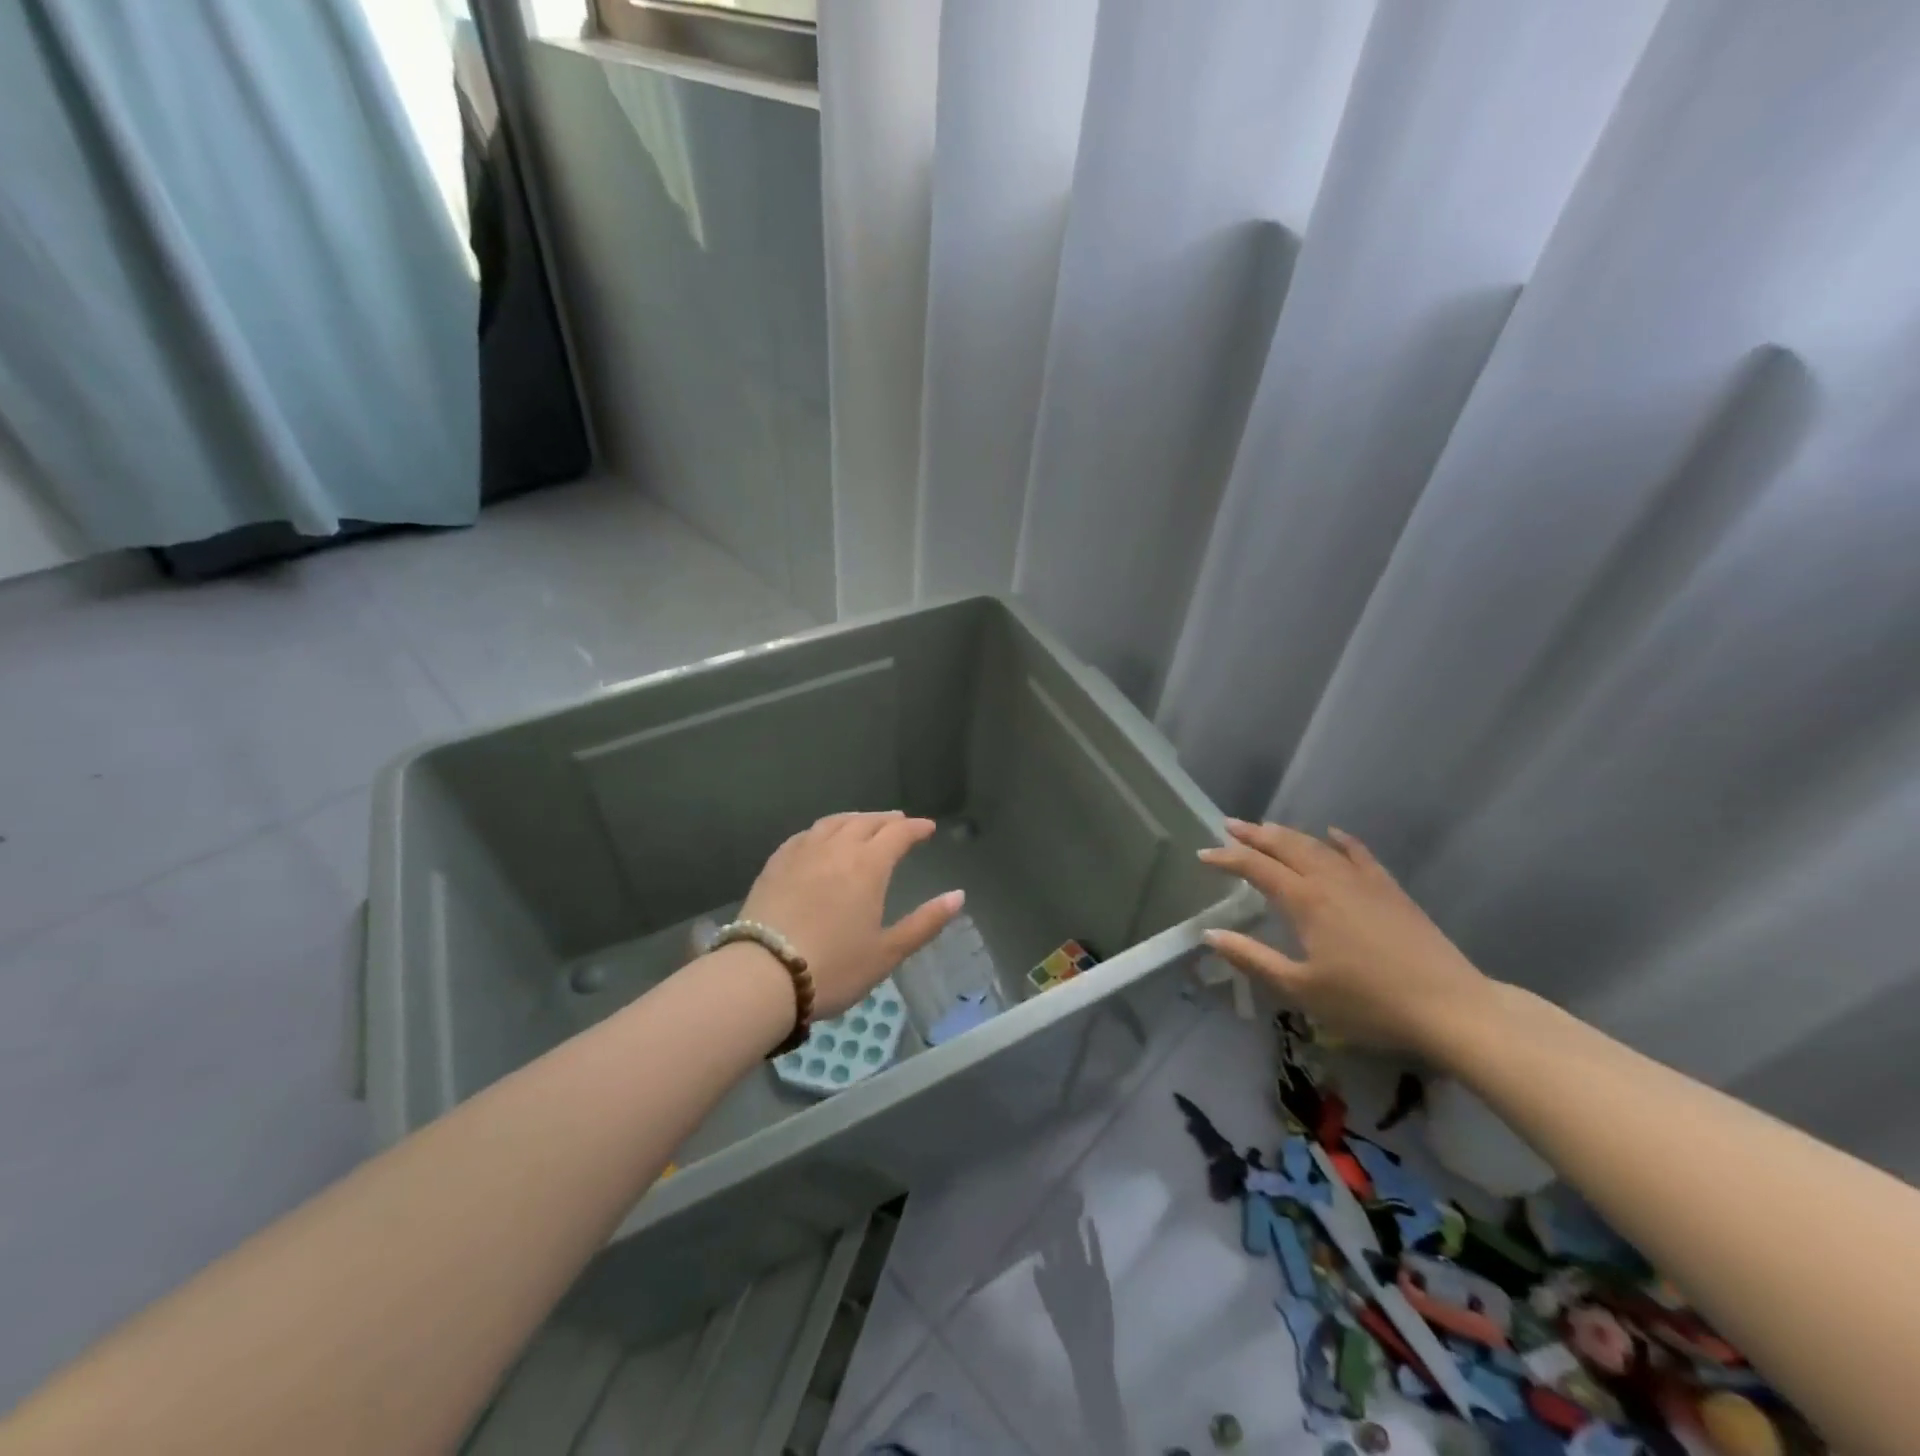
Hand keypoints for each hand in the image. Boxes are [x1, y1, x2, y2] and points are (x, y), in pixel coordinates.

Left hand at [741, 811, 964, 1016]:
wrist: (763, 976)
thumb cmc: (834, 967)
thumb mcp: (887, 952)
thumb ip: (925, 922)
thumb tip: (958, 895)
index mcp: (868, 866)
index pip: (898, 834)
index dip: (916, 828)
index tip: (928, 828)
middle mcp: (836, 849)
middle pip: (866, 822)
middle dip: (887, 820)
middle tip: (899, 822)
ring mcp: (802, 853)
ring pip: (833, 822)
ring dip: (855, 818)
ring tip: (863, 823)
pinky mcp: (775, 864)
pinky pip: (804, 835)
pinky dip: (822, 830)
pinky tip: (820, 838)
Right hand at [1196, 819, 1492, 1053]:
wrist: (1449, 1007)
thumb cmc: (1367, 1003)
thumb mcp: (1300, 989)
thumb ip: (1252, 958)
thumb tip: (1211, 934)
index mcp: (1305, 901)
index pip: (1257, 868)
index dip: (1228, 858)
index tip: (1203, 855)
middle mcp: (1330, 880)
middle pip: (1286, 846)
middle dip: (1254, 834)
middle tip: (1230, 825)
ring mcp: (1364, 882)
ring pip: (1318, 846)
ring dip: (1288, 834)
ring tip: (1266, 827)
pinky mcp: (1391, 890)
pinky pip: (1360, 854)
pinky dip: (1341, 841)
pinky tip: (1333, 834)